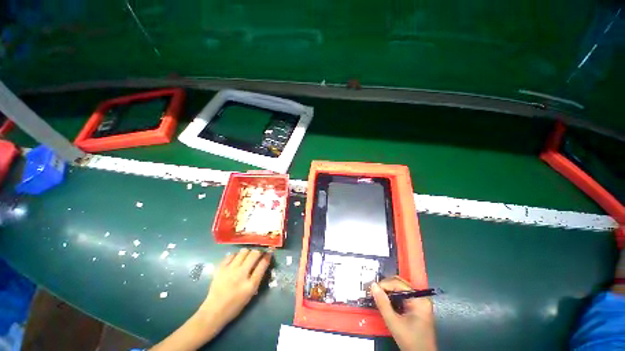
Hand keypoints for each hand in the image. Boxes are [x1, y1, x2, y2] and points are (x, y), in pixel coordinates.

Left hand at [198, 248, 271, 328]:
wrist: (214, 311)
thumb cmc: (235, 304)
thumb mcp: (251, 292)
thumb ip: (258, 276)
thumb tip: (263, 261)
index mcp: (250, 284)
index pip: (262, 264)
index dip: (267, 256)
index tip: (269, 252)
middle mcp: (241, 274)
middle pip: (254, 254)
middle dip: (259, 251)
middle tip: (259, 253)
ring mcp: (230, 270)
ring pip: (243, 251)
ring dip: (248, 251)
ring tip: (247, 255)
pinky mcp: (221, 268)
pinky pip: (231, 255)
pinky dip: (236, 255)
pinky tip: (236, 259)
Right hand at [371, 276, 436, 350]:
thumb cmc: (410, 341)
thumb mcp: (394, 323)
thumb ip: (383, 303)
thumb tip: (373, 286)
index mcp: (419, 299)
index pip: (397, 283)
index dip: (383, 284)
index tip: (372, 290)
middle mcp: (421, 296)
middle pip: (399, 284)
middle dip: (385, 287)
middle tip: (374, 292)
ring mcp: (420, 301)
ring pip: (400, 288)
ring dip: (388, 291)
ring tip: (378, 297)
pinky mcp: (417, 306)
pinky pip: (402, 295)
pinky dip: (393, 297)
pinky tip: (386, 302)